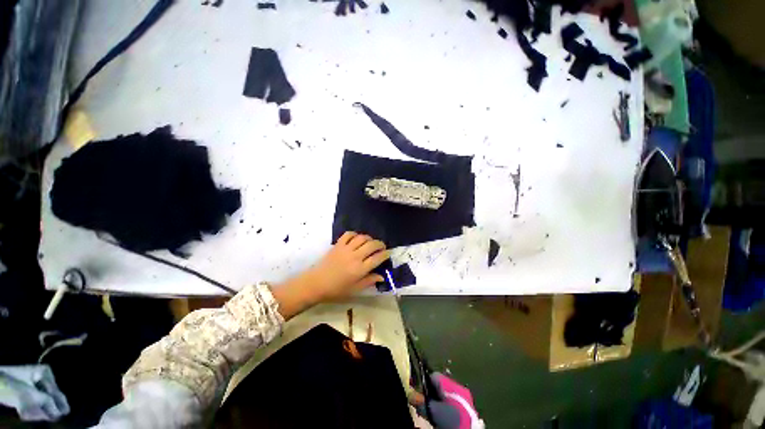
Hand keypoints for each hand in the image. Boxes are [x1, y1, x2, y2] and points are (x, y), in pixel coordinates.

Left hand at [309, 232, 388, 300]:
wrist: (316, 284)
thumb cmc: (336, 290)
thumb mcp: (355, 289)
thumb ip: (369, 281)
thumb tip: (382, 276)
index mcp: (360, 269)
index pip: (377, 258)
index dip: (385, 254)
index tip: (388, 253)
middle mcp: (355, 257)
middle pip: (372, 245)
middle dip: (380, 244)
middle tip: (382, 247)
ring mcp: (346, 249)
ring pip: (362, 238)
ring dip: (369, 238)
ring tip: (370, 242)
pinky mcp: (338, 245)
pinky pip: (348, 234)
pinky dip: (354, 234)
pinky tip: (357, 238)